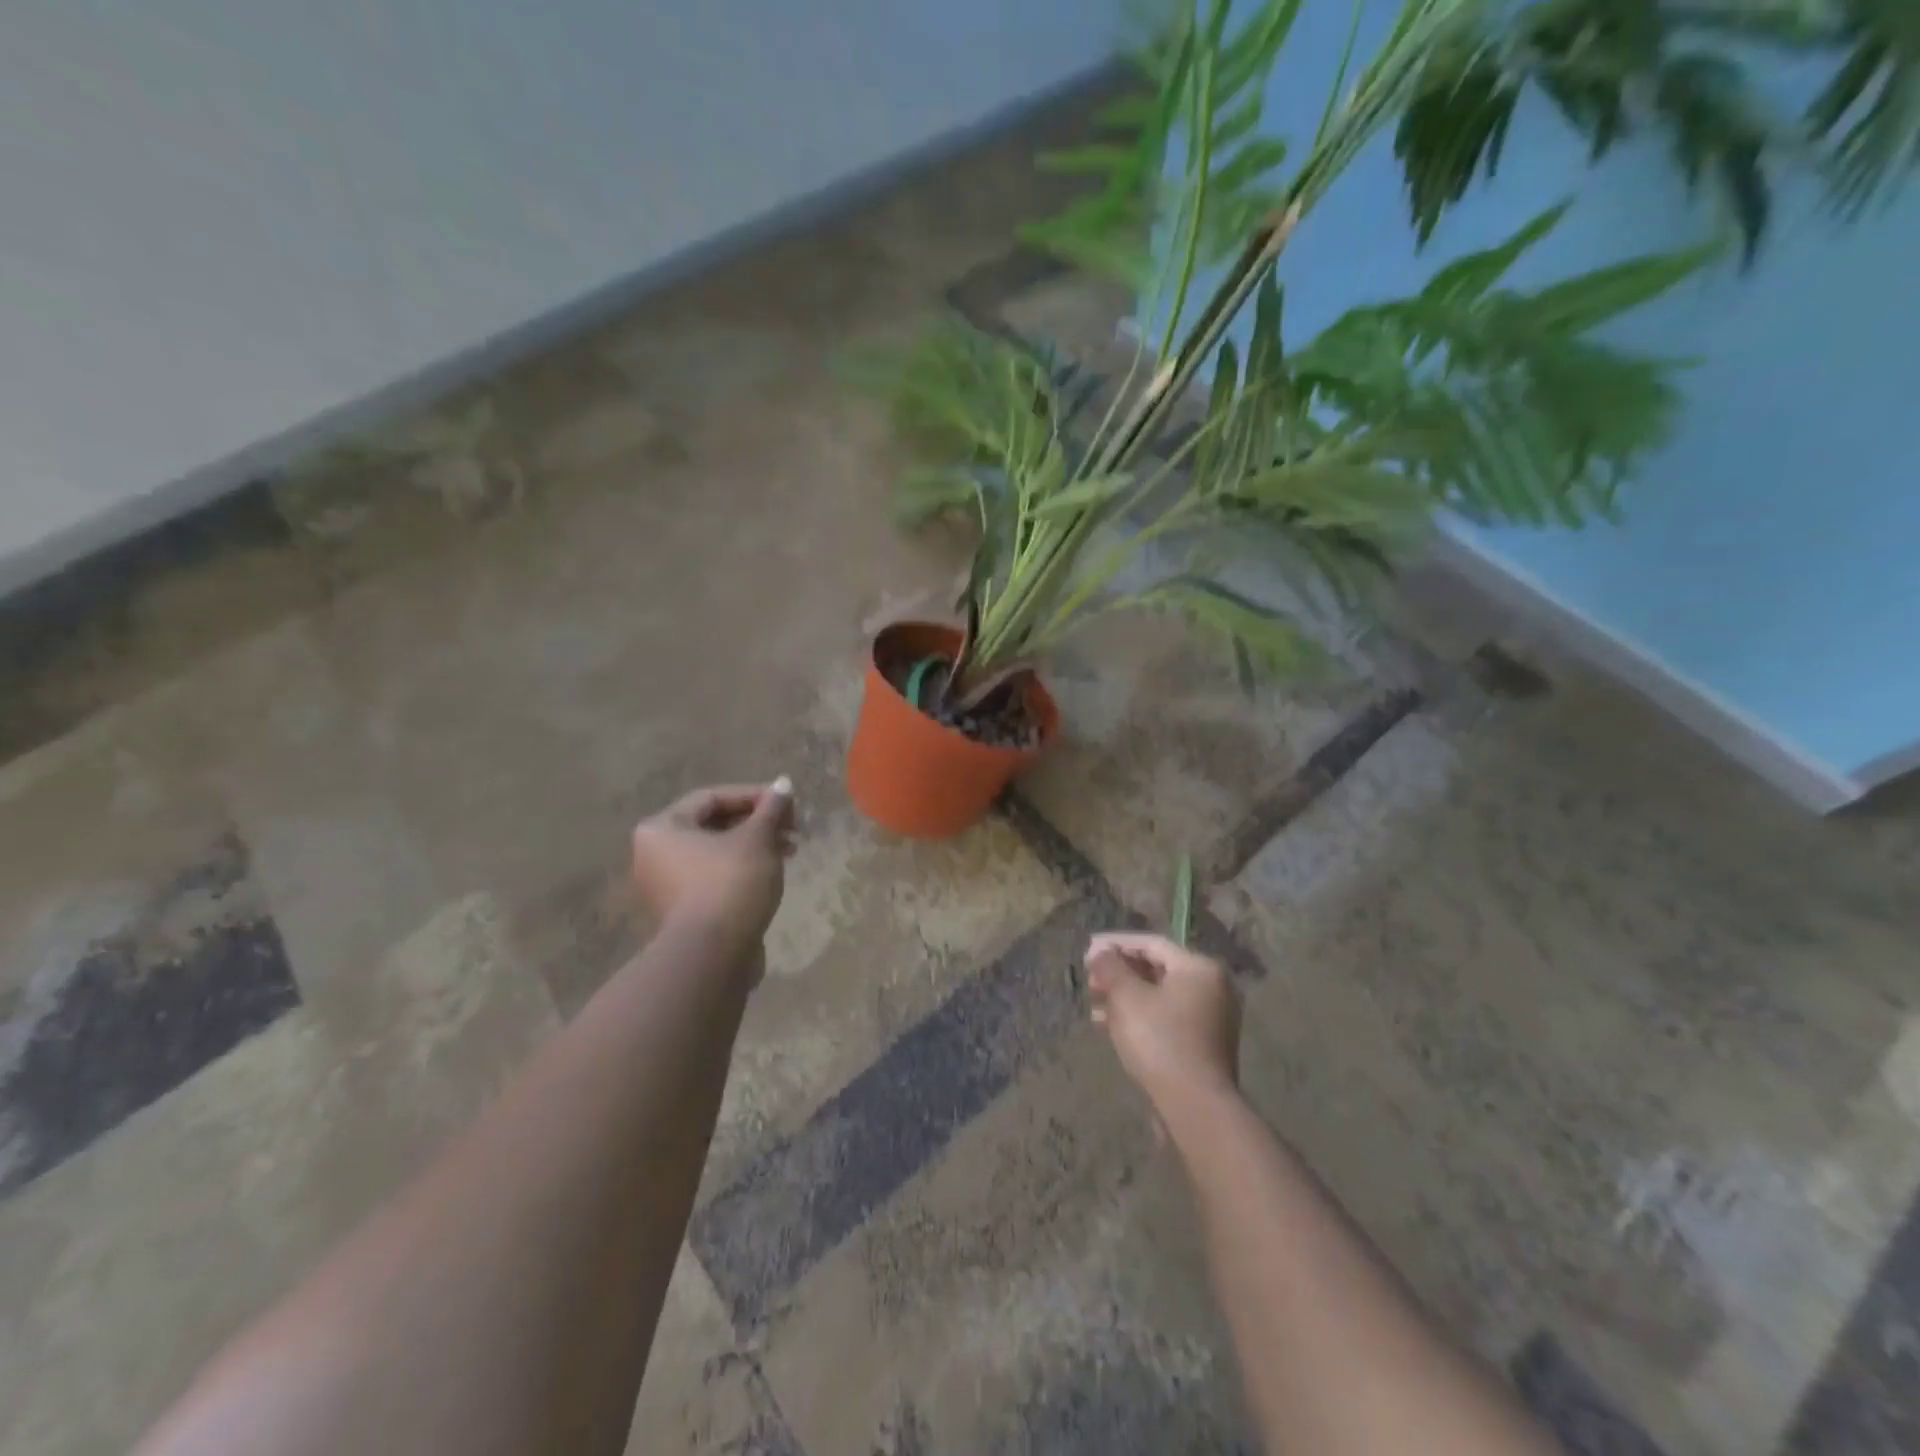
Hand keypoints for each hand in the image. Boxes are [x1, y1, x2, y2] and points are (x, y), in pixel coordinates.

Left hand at [630, 780, 797, 947]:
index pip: (713, 797)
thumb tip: (785, 783)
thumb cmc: (730, 883)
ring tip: (791, 850)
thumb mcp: (757, 839)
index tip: (788, 803)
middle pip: (714, 824)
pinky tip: (773, 872)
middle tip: (793, 828)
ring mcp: (668, 884)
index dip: (755, 795)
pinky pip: (716, 876)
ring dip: (756, 845)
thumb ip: (771, 808)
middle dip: (758, 822)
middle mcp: (656, 853)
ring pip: (718, 851)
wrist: (714, 955)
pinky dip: (744, 868)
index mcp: (662, 828)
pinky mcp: (685, 909)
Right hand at [1085, 932, 1240, 1112]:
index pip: (1151, 944)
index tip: (1087, 951)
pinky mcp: (1203, 1045)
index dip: (1115, 944)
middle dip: (1118, 973)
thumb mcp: (1126, 997)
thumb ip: (1110, 967)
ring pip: (1158, 996)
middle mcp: (1212, 988)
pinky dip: (1138, 1016)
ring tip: (1093, 1004)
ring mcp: (1211, 1018)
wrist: (1195, 1106)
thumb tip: (1100, 951)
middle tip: (1089, 980)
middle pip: (1156, 969)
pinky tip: (1109, 1026)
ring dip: (1124, 996)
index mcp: (1199, 968)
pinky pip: (1165, 1018)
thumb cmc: (1160, 1040)